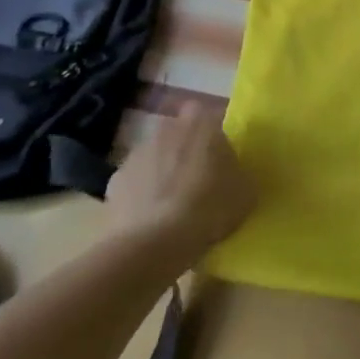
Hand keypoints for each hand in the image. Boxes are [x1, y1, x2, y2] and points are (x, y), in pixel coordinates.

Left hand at [107, 102, 254, 252]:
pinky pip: (134, 183)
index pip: (208, 114)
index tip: (219, 157)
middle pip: (178, 133)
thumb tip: (234, 173)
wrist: (153, 244)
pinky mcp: (114, 182)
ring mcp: (136, 154)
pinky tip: (150, 221)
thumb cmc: (208, 208)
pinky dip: (141, 196)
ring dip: (161, 171)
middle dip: (185, 150)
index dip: (212, 134)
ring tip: (172, 204)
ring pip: (154, 157)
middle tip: (197, 179)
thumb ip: (240, 173)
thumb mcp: (245, 192)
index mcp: (202, 123)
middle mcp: (167, 129)